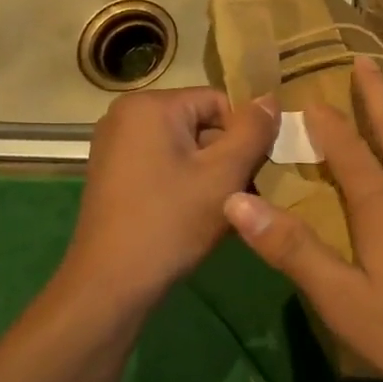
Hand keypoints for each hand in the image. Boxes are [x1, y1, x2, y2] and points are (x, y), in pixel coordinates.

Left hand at [64, 87, 278, 308]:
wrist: (111, 283)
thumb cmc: (171, 222)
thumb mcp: (224, 174)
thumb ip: (253, 131)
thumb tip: (271, 98)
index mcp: (150, 106)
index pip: (219, 101)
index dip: (245, 135)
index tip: (256, 172)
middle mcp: (126, 117)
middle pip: (201, 124)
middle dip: (228, 157)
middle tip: (245, 196)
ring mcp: (115, 148)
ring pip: (185, 150)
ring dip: (211, 176)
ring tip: (225, 211)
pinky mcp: (114, 176)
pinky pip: (164, 167)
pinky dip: (187, 186)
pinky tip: (198, 217)